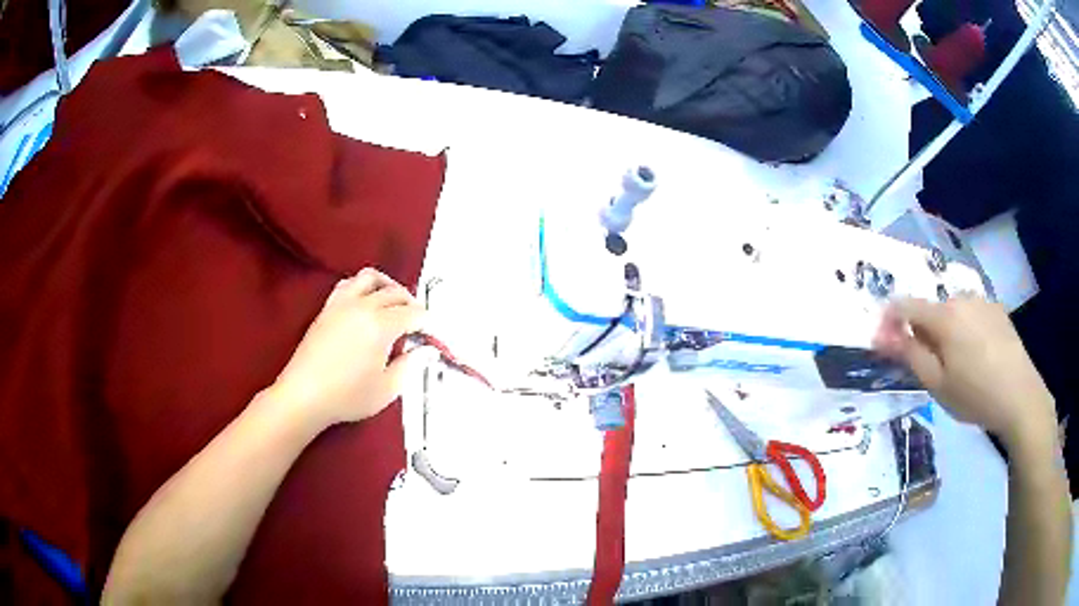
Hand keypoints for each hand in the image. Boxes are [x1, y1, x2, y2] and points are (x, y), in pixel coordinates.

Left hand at [268, 268, 432, 430]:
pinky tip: (364, 301)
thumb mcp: (387, 389)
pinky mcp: (327, 308)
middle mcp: (363, 307)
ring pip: (370, 278)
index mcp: (381, 326)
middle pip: (395, 292)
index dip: (425, 322)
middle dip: (411, 303)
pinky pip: (348, 284)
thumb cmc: (347, 397)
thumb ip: (410, 366)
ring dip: (387, 285)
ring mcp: (342, 304)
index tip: (429, 333)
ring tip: (393, 301)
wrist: (305, 395)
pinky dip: (362, 286)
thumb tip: (425, 351)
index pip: (412, 313)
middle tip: (416, 321)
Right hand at [873, 296, 1056, 449]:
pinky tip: (978, 356)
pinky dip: (965, 330)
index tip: (884, 343)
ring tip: (957, 365)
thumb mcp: (937, 384)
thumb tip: (882, 335)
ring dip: (945, 332)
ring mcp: (982, 300)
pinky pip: (971, 314)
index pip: (905, 306)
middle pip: (931, 310)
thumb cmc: (975, 395)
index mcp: (944, 316)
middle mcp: (961, 297)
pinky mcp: (997, 309)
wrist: (1020, 396)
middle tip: (930, 369)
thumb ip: (910, 355)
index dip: (889, 320)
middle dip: (923, 333)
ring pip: (952, 312)